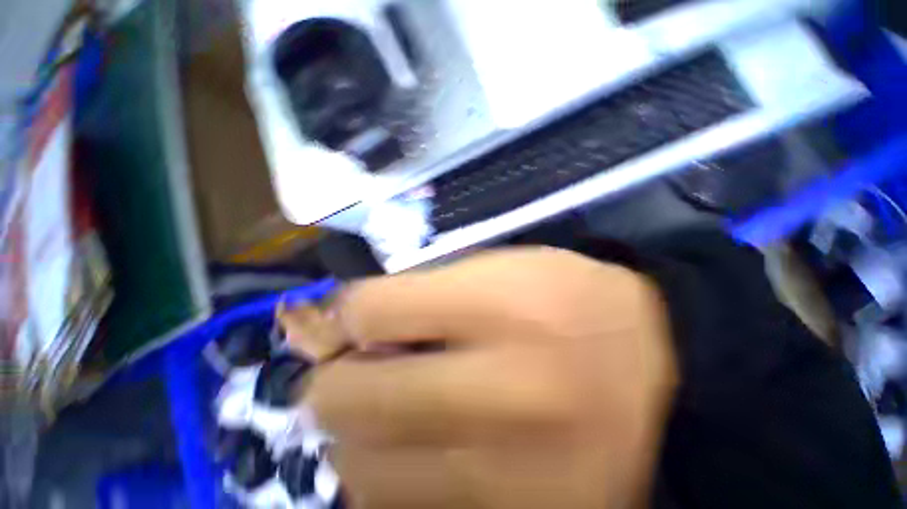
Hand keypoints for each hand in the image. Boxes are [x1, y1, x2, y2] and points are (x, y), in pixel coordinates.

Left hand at [300, 247, 677, 508]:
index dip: (345, 311)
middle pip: (351, 398)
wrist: (658, 366)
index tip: (346, 313)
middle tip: (352, 364)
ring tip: (383, 402)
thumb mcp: (496, 269)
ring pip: (366, 471)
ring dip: (354, 431)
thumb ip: (420, 289)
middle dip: (333, 377)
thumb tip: (349, 316)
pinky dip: (387, 475)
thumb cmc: (565, 297)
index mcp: (502, 307)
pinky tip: (411, 445)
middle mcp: (509, 394)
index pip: (371, 311)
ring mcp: (518, 479)